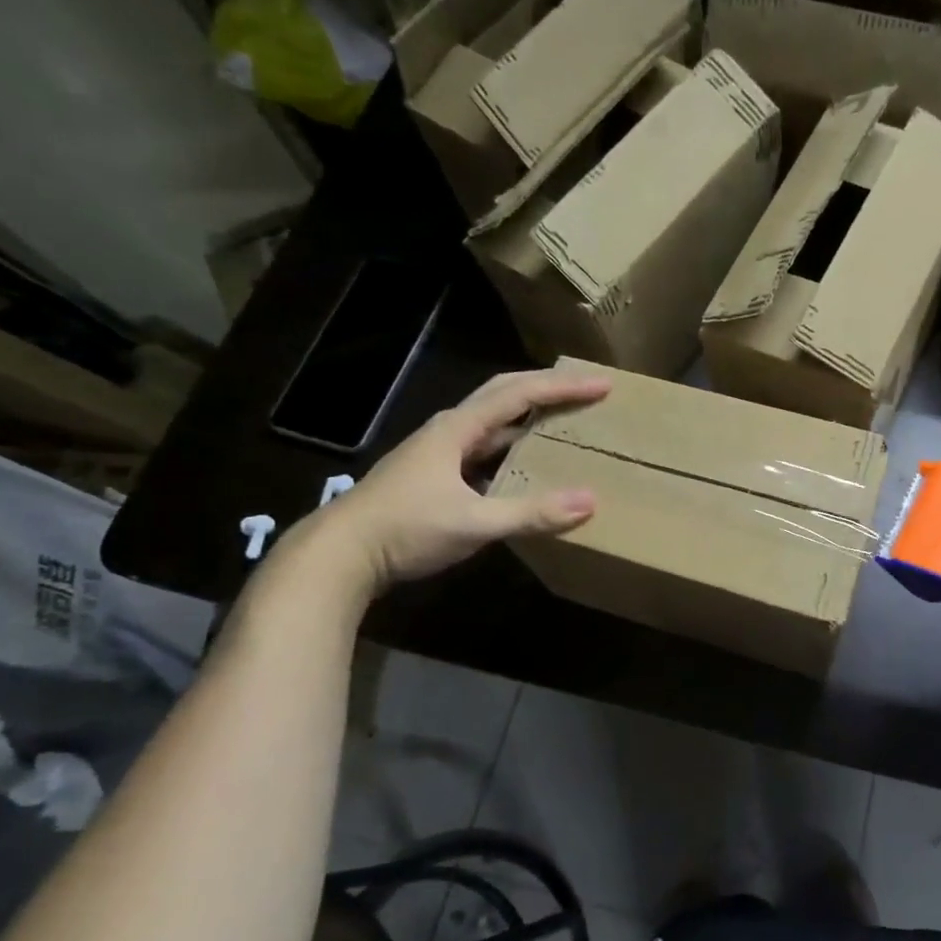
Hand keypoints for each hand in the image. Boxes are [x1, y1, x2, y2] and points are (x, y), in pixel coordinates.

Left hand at [301, 367, 610, 594]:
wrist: (340, 555)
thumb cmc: (405, 529)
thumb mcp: (474, 522)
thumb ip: (531, 513)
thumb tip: (589, 502)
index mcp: (458, 429)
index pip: (520, 394)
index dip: (562, 387)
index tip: (601, 385)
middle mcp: (449, 431)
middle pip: (504, 395)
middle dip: (547, 388)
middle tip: (586, 390)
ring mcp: (439, 453)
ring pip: (493, 422)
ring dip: (529, 416)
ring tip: (564, 420)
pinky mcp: (435, 476)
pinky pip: (485, 449)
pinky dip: (513, 448)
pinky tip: (528, 467)